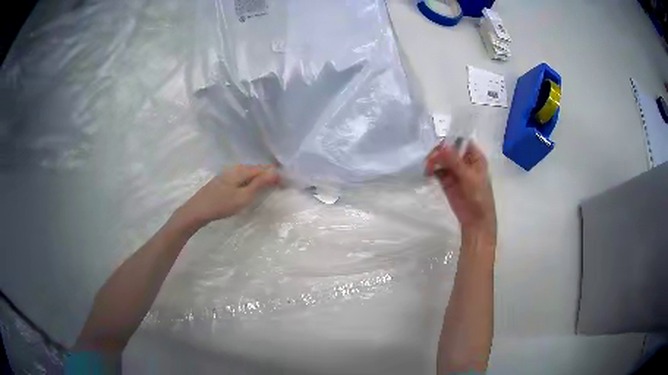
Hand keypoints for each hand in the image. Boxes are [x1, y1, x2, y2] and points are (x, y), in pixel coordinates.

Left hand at [175, 165, 280, 227]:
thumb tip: (276, 172)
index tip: (285, 184)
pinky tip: (251, 190)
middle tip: (279, 188)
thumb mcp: (243, 197)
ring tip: (267, 190)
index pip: (264, 169)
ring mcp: (228, 173)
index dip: (275, 175)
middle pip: (256, 170)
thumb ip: (260, 184)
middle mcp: (235, 168)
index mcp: (242, 170)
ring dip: (259, 180)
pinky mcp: (224, 180)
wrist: (197, 210)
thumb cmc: (221, 205)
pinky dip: (250, 182)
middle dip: (268, 176)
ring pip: (249, 174)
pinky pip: (242, 178)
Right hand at [426, 142, 495, 240]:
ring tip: (428, 168)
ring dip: (433, 161)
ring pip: (440, 159)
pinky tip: (427, 174)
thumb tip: (441, 145)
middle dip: (438, 152)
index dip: (449, 140)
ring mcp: (454, 170)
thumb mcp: (468, 177)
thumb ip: (454, 161)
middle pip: (447, 149)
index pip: (460, 141)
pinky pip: (436, 170)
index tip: (437, 144)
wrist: (475, 220)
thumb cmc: (478, 197)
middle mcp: (464, 160)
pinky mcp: (446, 180)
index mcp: (474, 156)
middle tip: (430, 160)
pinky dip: (431, 170)